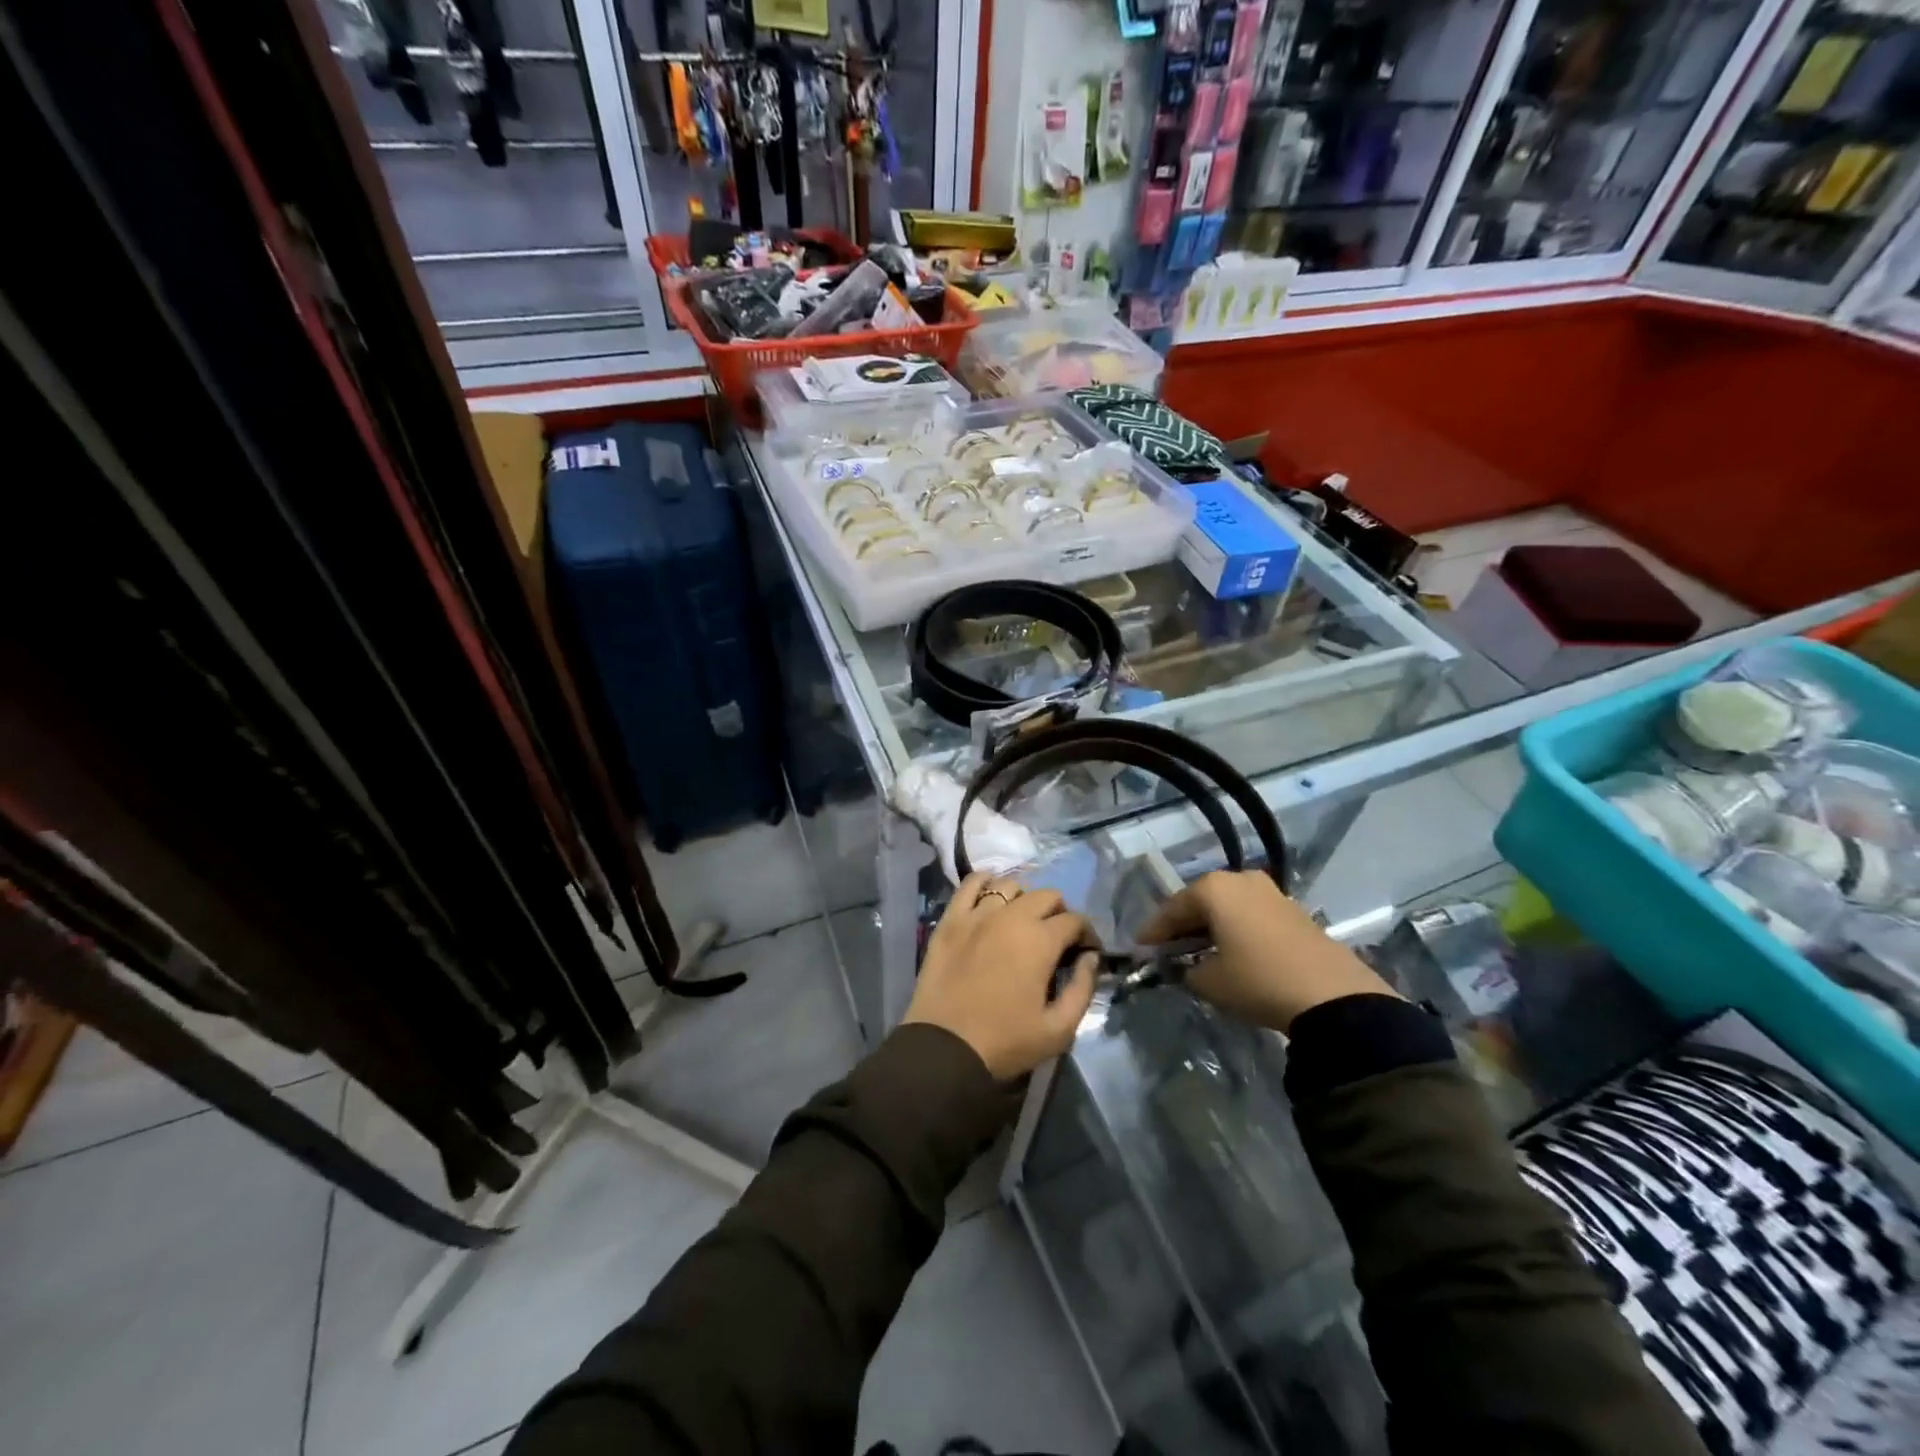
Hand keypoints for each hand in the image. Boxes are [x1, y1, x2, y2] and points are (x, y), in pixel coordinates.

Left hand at [904, 874, 1100, 1080]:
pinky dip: (983, 882)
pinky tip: (989, 893)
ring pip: (1009, 886)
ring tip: (1022, 920)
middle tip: (1055, 937)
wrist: (945, 1048)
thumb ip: (1083, 989)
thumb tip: (1091, 958)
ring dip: (1024, 899)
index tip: (1085, 951)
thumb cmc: (1006, 1042)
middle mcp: (1012, 916)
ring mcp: (977, 914)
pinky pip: (969, 885)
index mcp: (1041, 940)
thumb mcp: (1059, 1029)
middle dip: (1059, 912)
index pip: (1074, 920)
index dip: (1086, 934)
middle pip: (1046, 895)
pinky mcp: (950, 920)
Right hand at [1136, 871, 1396, 1032]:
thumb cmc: (1258, 980)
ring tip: (1198, 951)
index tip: (1140, 949)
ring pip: (1228, 907)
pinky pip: (1250, 915)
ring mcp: (1270, 892)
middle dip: (1182, 925)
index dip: (1154, 931)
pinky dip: (1235, 929)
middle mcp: (1240, 879)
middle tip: (1167, 948)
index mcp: (1213, 888)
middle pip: (1200, 902)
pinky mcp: (1293, 910)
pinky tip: (1231, 951)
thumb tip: (1187, 967)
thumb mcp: (1210, 982)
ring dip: (1211, 926)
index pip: (1172, 908)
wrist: (1332, 996)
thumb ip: (1187, 970)